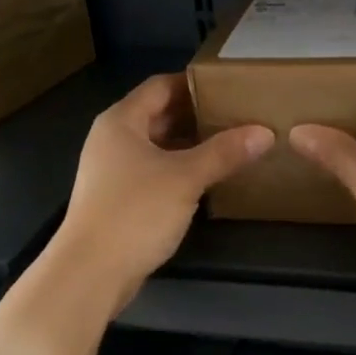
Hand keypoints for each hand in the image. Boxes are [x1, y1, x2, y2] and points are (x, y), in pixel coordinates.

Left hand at [50, 73, 271, 309]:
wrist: (91, 272)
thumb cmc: (135, 213)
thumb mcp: (185, 178)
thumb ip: (224, 152)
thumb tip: (264, 132)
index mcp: (121, 122)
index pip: (160, 86)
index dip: (194, 83)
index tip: (230, 86)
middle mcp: (112, 140)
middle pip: (158, 115)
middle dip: (197, 115)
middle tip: (238, 115)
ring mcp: (113, 172)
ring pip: (158, 147)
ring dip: (190, 145)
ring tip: (231, 144)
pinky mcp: (119, 200)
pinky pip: (154, 173)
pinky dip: (180, 170)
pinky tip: (208, 179)